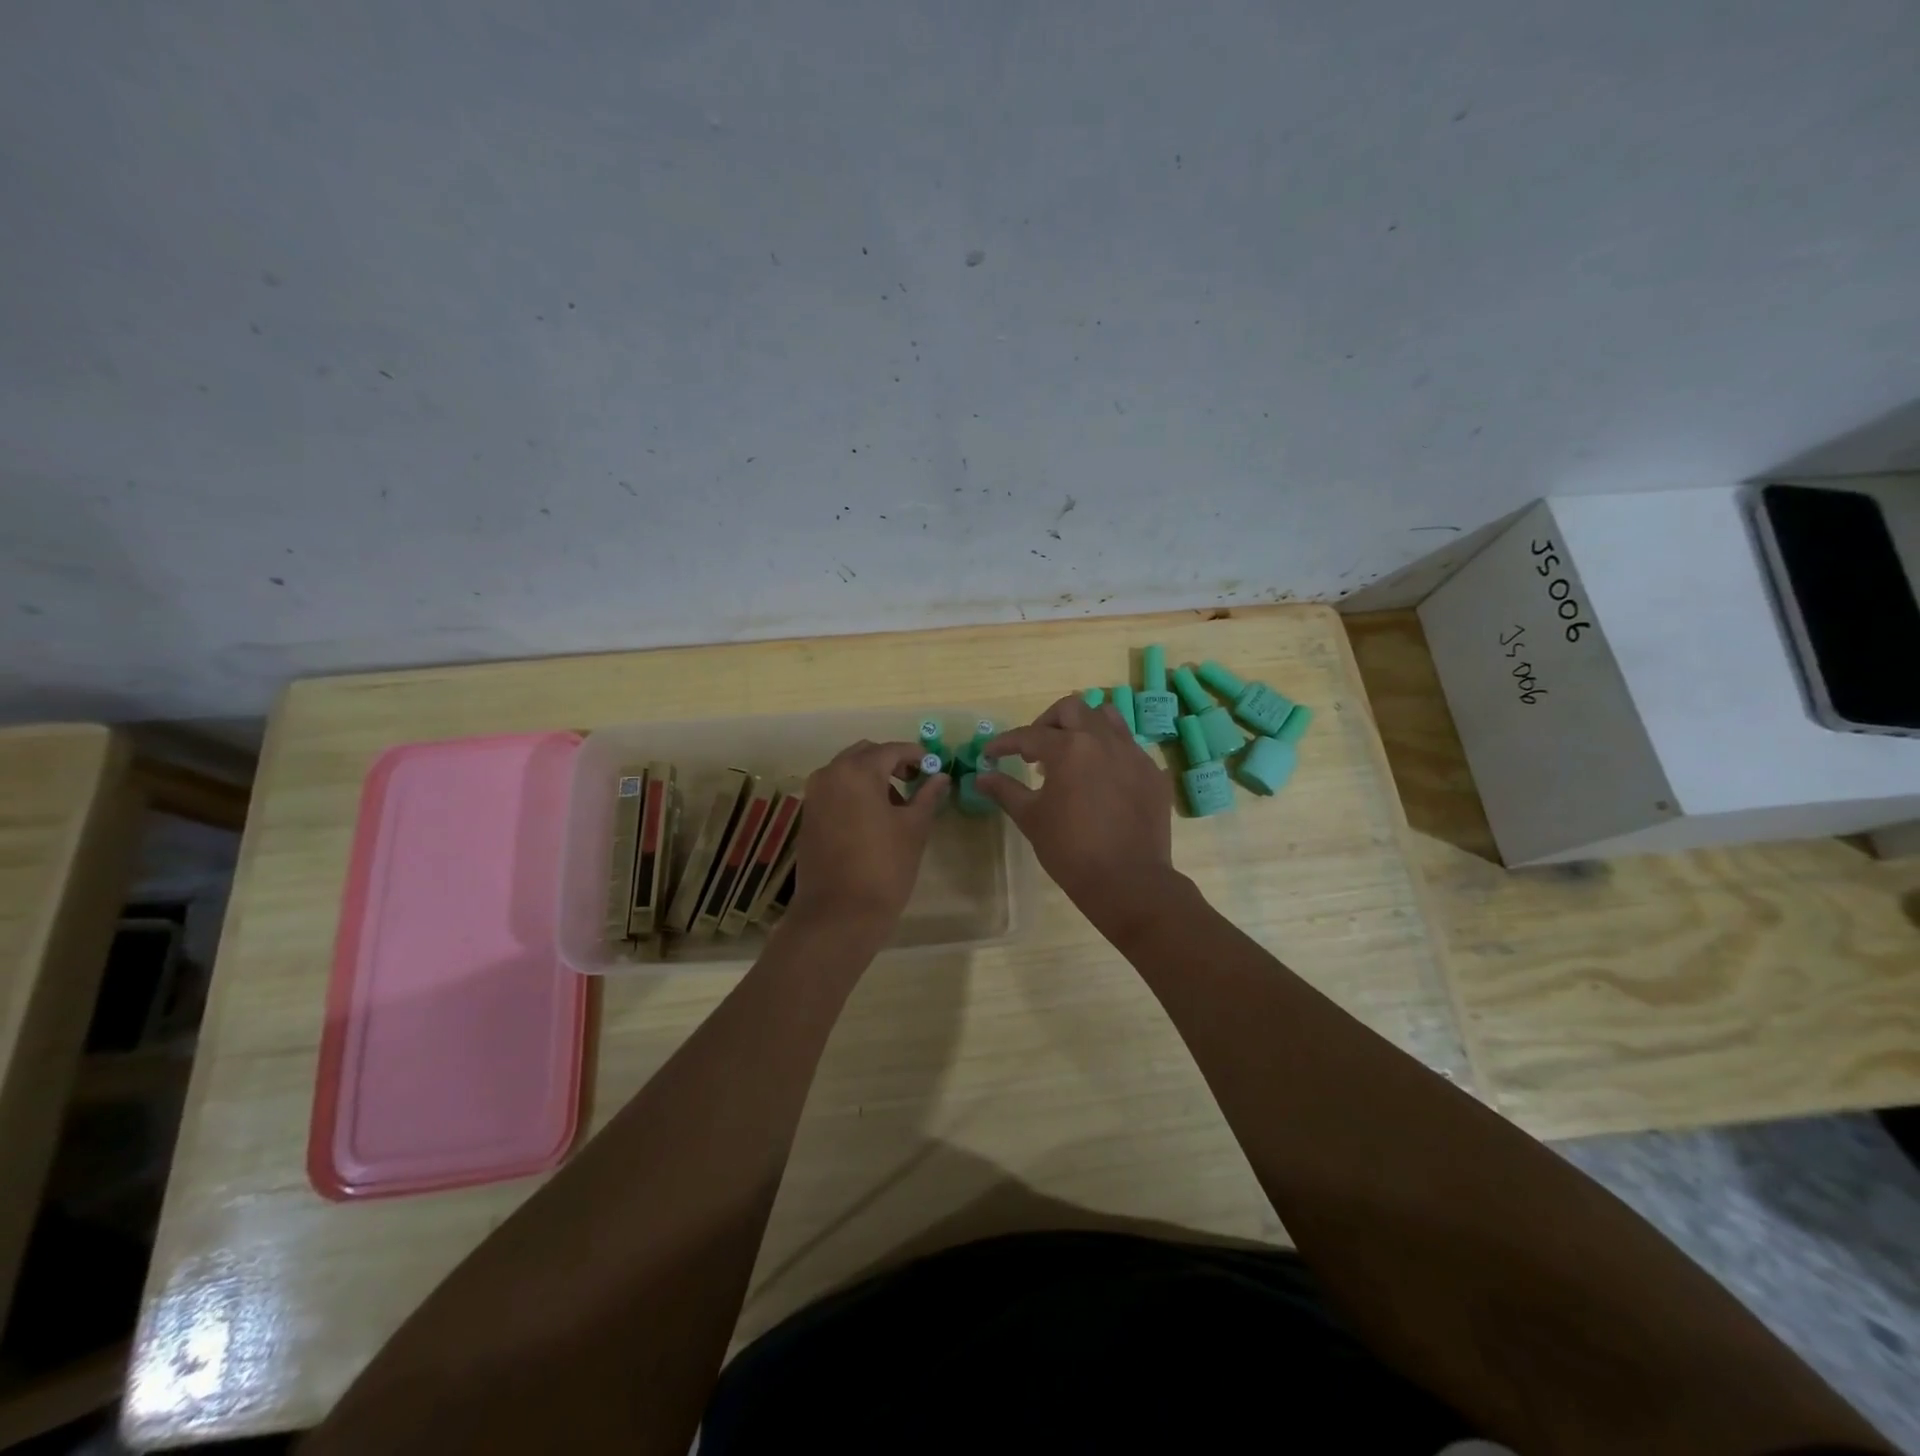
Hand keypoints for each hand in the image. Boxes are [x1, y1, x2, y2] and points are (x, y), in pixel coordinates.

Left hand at [789, 740, 945, 930]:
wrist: (838, 915)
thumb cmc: (883, 867)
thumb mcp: (914, 829)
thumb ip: (927, 796)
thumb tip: (940, 777)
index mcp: (857, 771)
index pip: (892, 750)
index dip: (916, 755)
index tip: (934, 766)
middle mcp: (830, 774)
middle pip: (865, 754)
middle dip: (891, 762)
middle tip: (916, 781)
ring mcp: (814, 796)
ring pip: (847, 772)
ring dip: (872, 778)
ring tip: (898, 805)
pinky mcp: (809, 817)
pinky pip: (835, 791)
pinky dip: (855, 793)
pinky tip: (874, 819)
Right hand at [976, 695, 1177, 932]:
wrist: (1128, 882)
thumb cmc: (1071, 850)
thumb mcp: (1031, 818)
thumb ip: (1006, 790)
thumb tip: (981, 776)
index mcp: (1070, 748)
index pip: (1029, 735)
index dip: (1005, 743)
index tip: (991, 753)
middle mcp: (1104, 740)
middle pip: (1072, 709)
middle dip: (1047, 722)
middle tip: (1035, 750)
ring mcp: (1134, 754)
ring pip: (1107, 718)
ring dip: (1084, 727)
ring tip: (1072, 754)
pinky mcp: (1154, 773)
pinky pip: (1129, 748)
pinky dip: (1109, 753)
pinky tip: (1101, 780)